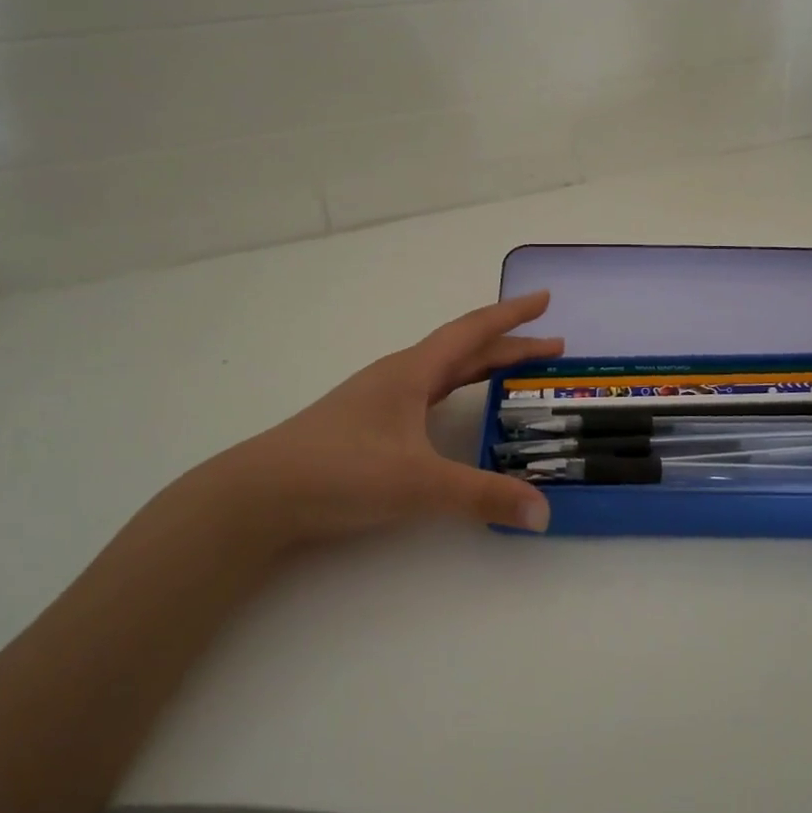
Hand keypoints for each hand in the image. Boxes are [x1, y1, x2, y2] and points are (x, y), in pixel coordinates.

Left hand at [198, 291, 562, 546]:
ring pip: (444, 372)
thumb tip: (542, 512)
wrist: (260, 493)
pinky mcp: (368, 424)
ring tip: (513, 372)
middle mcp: (399, 377)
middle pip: (463, 350)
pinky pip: (427, 395)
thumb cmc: (340, 471)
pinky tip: (455, 408)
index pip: (473, 332)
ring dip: (482, 367)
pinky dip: (456, 392)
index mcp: (413, 372)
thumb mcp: (419, 483)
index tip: (545, 300)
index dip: (513, 315)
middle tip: (551, 347)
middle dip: (509, 345)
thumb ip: (482, 497)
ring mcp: (380, 399)